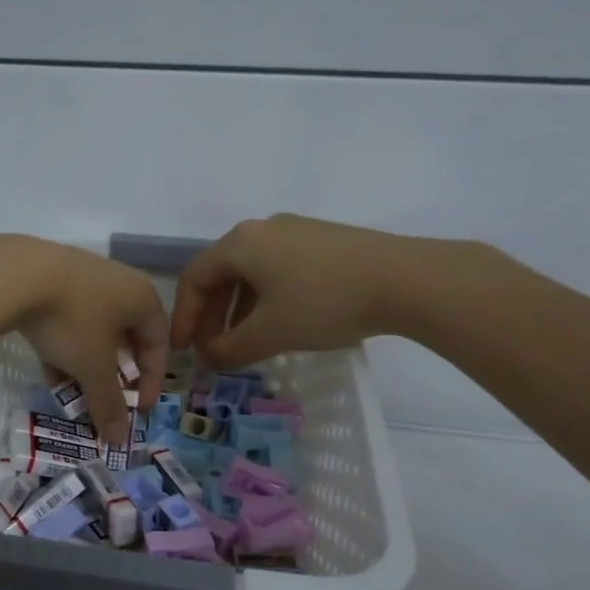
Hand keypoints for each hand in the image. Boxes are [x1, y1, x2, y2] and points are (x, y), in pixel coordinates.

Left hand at [0, 234, 167, 443]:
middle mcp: (120, 282)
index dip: (151, 381)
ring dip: (87, 364)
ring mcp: (84, 276)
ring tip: (74, 391)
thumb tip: (120, 441)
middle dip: (115, 375)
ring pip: (94, 330)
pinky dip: (65, 346)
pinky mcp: (51, 277)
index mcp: (142, 298)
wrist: (14, 274)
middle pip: (126, 337)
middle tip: (107, 399)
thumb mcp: (93, 368)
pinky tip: (49, 370)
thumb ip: (109, 404)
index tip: (138, 410)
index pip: (158, 345)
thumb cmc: (72, 320)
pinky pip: (68, 318)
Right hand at [171, 215, 468, 367]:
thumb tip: (208, 359)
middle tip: (212, 350)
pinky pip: (277, 270)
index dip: (184, 317)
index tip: (184, 350)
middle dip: (211, 316)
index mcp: (241, 243)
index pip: (194, 278)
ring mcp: (295, 232)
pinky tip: (279, 324)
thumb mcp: (270, 333)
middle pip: (221, 273)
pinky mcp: (322, 241)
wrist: (405, 280)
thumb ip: (229, 350)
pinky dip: (265, 299)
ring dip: (238, 310)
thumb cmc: (324, 303)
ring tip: (244, 343)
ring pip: (251, 273)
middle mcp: (262, 229)